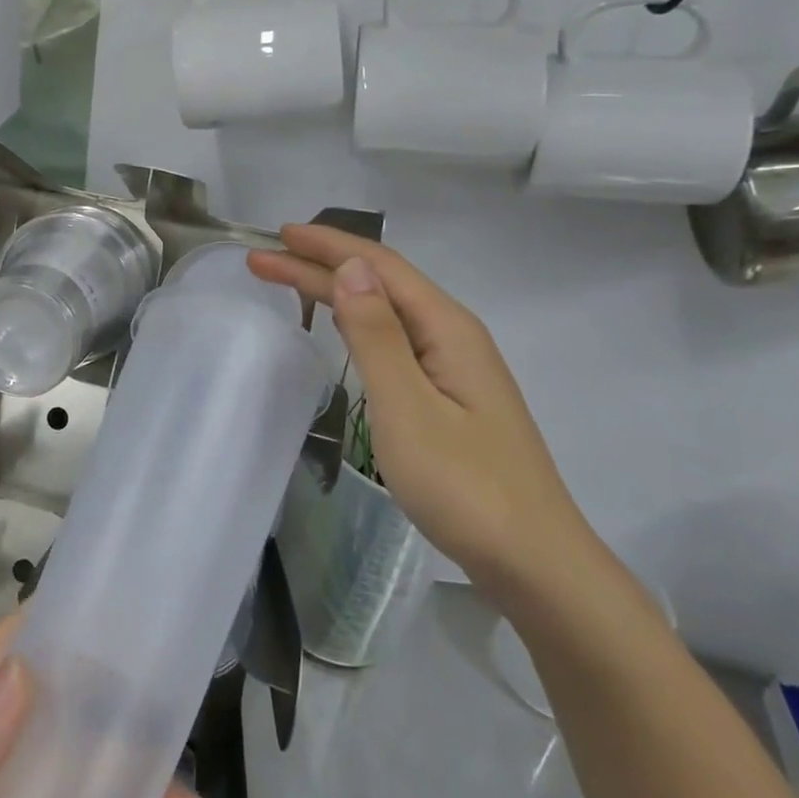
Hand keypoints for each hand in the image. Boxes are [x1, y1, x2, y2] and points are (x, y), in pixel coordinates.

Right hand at [249, 224, 599, 606]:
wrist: (535, 563)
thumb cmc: (465, 485)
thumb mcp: (407, 407)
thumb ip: (376, 335)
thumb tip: (351, 268)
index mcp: (447, 328)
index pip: (380, 267)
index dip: (328, 247)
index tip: (279, 234)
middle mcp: (454, 336)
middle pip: (381, 284)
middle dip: (320, 267)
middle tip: (263, 261)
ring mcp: (456, 368)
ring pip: (388, 311)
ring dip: (337, 292)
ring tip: (292, 282)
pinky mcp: (451, 398)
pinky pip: (395, 340)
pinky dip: (358, 323)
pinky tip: (345, 328)